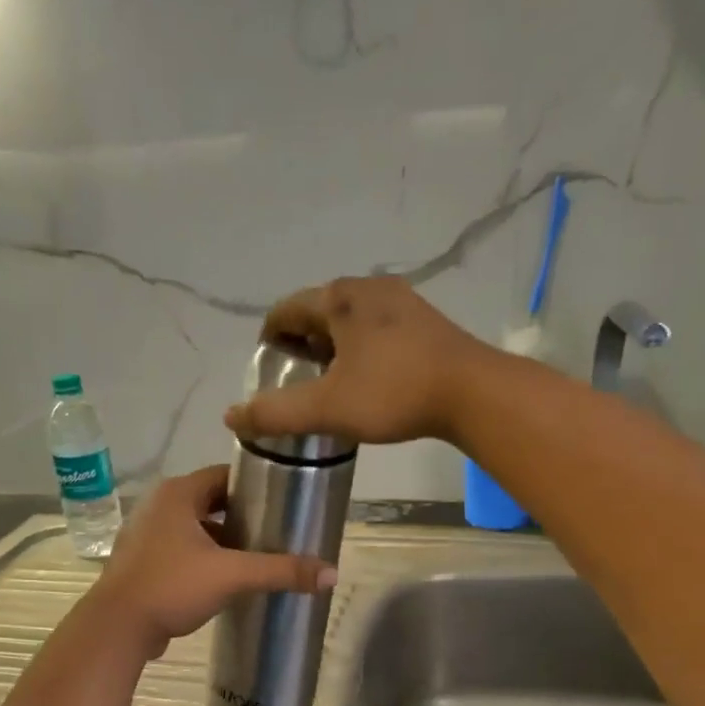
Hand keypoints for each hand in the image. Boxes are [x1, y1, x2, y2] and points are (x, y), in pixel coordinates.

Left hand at [86, 465, 336, 659]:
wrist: (117, 628)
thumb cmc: (172, 586)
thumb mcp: (232, 575)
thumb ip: (281, 571)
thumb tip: (332, 574)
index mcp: (177, 494)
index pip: (224, 475)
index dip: (254, 486)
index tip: (282, 502)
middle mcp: (158, 505)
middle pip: (211, 501)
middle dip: (242, 516)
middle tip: (275, 531)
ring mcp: (146, 534)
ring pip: (195, 527)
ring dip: (222, 539)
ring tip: (255, 555)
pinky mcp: (141, 561)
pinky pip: (180, 549)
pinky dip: (202, 556)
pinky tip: (224, 577)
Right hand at [223, 277, 494, 447]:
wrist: (473, 392)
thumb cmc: (393, 392)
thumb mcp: (327, 408)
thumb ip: (275, 413)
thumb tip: (231, 416)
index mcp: (339, 298)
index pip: (286, 309)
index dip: (269, 338)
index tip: (267, 369)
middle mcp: (368, 288)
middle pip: (319, 311)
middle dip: (302, 343)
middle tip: (297, 380)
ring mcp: (402, 300)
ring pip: (351, 319)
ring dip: (333, 345)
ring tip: (330, 382)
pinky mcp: (426, 321)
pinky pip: (378, 327)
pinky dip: (361, 347)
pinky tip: (369, 377)